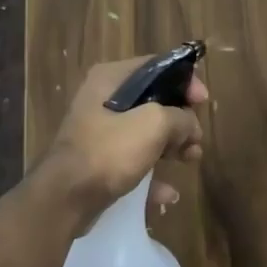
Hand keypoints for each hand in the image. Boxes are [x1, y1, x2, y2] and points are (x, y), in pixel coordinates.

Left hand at [39, 54, 207, 224]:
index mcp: (110, 79)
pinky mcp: (99, 162)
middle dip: (180, 120)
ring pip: (146, 133)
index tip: (203, 101)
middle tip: (196, 138)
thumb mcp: (153, 125)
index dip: (184, 81)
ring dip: (172, 146)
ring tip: (191, 160)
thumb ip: (180, 118)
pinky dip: (152, 175)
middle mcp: (102, 99)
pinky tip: (168, 194)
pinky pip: (133, 162)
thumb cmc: (109, 151)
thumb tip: (190, 126)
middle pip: (153, 101)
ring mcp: (99, 132)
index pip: (156, 66)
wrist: (64, 200)